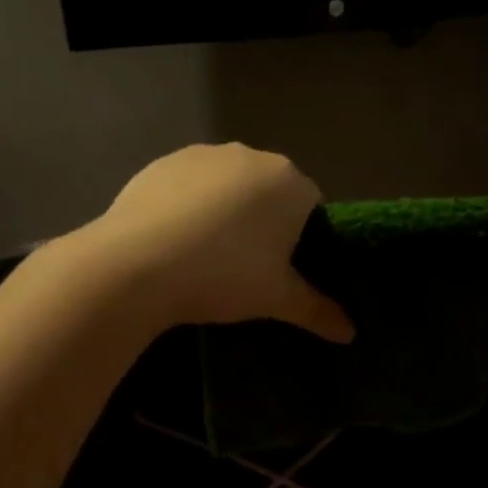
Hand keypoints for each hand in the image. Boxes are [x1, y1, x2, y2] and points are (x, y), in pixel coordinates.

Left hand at [82, 143, 354, 342]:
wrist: (136, 264)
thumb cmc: (224, 276)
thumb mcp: (277, 299)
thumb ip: (318, 310)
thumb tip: (351, 333)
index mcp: (289, 182)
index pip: (311, 205)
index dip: (301, 237)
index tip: (282, 268)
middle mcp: (251, 156)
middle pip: (270, 191)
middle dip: (264, 221)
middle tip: (247, 266)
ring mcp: (204, 154)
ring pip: (228, 185)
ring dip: (226, 210)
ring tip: (205, 254)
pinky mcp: (163, 162)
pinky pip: (190, 184)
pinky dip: (189, 205)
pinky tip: (173, 239)